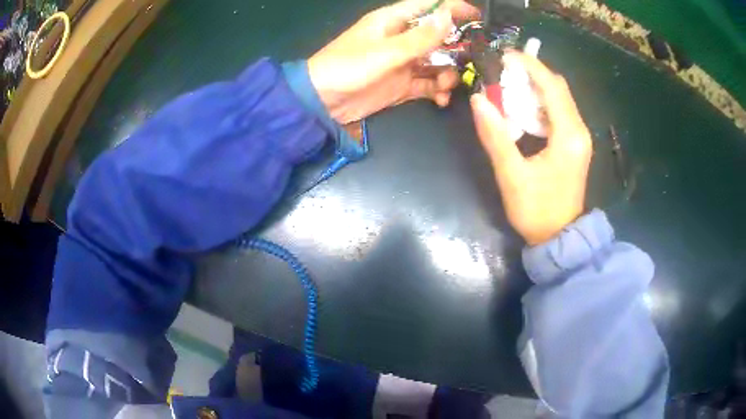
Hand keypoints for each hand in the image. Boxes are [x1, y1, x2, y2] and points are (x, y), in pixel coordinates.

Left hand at [308, 0, 478, 123]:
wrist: (323, 102)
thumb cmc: (349, 67)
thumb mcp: (387, 51)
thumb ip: (421, 37)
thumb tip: (448, 15)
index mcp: (394, 21)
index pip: (428, 6)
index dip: (452, 7)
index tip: (477, 16)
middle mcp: (402, 39)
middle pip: (438, 36)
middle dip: (457, 47)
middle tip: (473, 59)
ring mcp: (404, 63)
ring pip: (437, 62)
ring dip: (448, 73)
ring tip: (447, 85)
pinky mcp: (402, 84)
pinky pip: (428, 84)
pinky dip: (437, 91)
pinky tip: (441, 99)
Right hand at [471, 52, 591, 245]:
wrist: (559, 238)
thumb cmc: (537, 211)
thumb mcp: (512, 175)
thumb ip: (495, 136)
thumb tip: (478, 99)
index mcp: (569, 135)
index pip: (552, 86)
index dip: (529, 65)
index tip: (504, 55)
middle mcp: (579, 130)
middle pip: (558, 88)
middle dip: (532, 74)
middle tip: (503, 71)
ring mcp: (579, 137)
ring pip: (560, 98)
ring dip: (535, 87)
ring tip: (509, 86)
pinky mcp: (575, 144)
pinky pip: (560, 112)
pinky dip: (541, 102)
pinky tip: (523, 108)